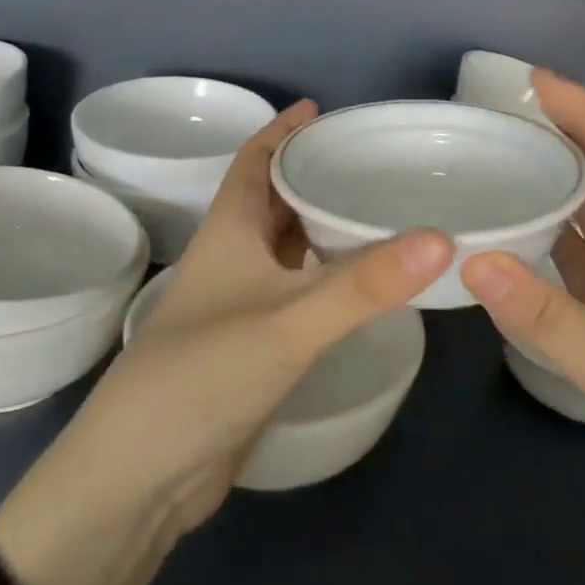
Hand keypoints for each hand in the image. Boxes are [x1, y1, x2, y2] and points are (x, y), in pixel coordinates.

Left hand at [37, 100, 452, 543]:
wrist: (143, 476)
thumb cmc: (204, 374)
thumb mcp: (289, 322)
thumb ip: (365, 284)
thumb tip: (442, 239)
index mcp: (230, 229)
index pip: (255, 160)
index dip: (282, 130)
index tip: (321, 108)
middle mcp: (234, 256)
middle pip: (274, 197)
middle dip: (313, 172)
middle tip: (371, 158)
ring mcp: (242, 303)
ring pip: (288, 245)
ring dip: (322, 223)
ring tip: (378, 207)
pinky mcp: (254, 344)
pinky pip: (299, 289)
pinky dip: (327, 274)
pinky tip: (363, 279)